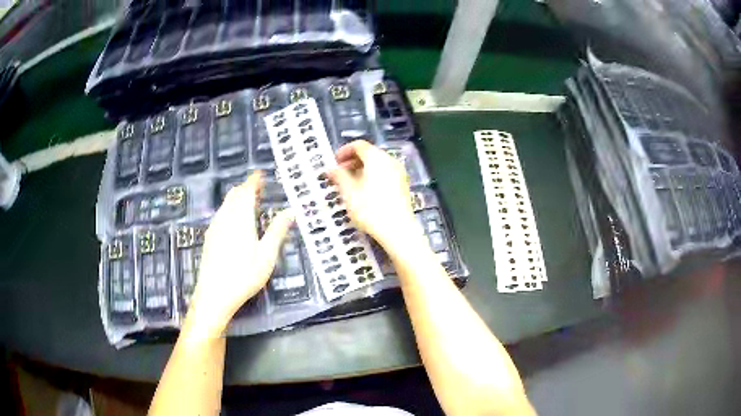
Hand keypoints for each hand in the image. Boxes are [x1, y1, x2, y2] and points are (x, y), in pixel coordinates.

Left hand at [186, 172, 292, 337]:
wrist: (214, 294)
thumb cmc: (244, 275)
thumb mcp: (267, 255)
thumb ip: (277, 230)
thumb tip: (291, 211)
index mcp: (240, 217)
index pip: (246, 191)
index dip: (253, 180)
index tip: (261, 174)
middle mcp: (225, 217)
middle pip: (234, 194)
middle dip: (245, 187)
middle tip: (258, 188)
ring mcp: (214, 227)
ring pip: (226, 204)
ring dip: (237, 198)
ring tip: (250, 203)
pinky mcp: (210, 237)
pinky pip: (221, 214)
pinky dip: (230, 209)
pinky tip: (235, 221)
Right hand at [328, 140, 418, 249]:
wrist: (398, 230)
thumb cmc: (370, 209)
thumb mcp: (349, 192)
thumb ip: (339, 177)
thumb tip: (331, 169)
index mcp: (377, 158)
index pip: (359, 145)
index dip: (344, 151)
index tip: (335, 162)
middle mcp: (390, 161)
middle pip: (370, 154)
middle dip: (352, 161)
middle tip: (340, 174)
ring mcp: (399, 173)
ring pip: (378, 165)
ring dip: (362, 170)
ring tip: (350, 184)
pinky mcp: (403, 185)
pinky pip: (385, 174)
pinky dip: (373, 177)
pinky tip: (365, 192)